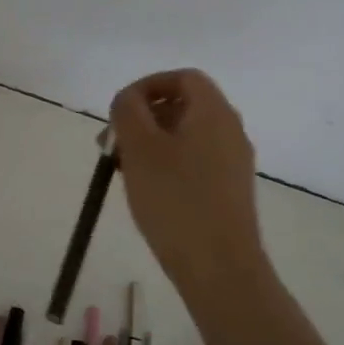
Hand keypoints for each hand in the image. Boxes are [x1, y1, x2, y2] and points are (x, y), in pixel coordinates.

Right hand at [110, 69, 270, 299]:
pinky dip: (165, 163)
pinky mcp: (227, 190)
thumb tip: (128, 99)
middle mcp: (229, 131)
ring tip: (121, 169)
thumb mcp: (140, 147)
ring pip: (185, 136)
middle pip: (183, 105)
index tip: (119, 110)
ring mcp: (232, 162)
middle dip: (142, 117)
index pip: (183, 77)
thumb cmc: (175, 199)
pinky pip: (193, 161)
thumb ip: (128, 111)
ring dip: (149, 142)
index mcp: (213, 113)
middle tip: (111, 144)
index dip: (148, 85)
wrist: (219, 267)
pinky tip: (145, 190)